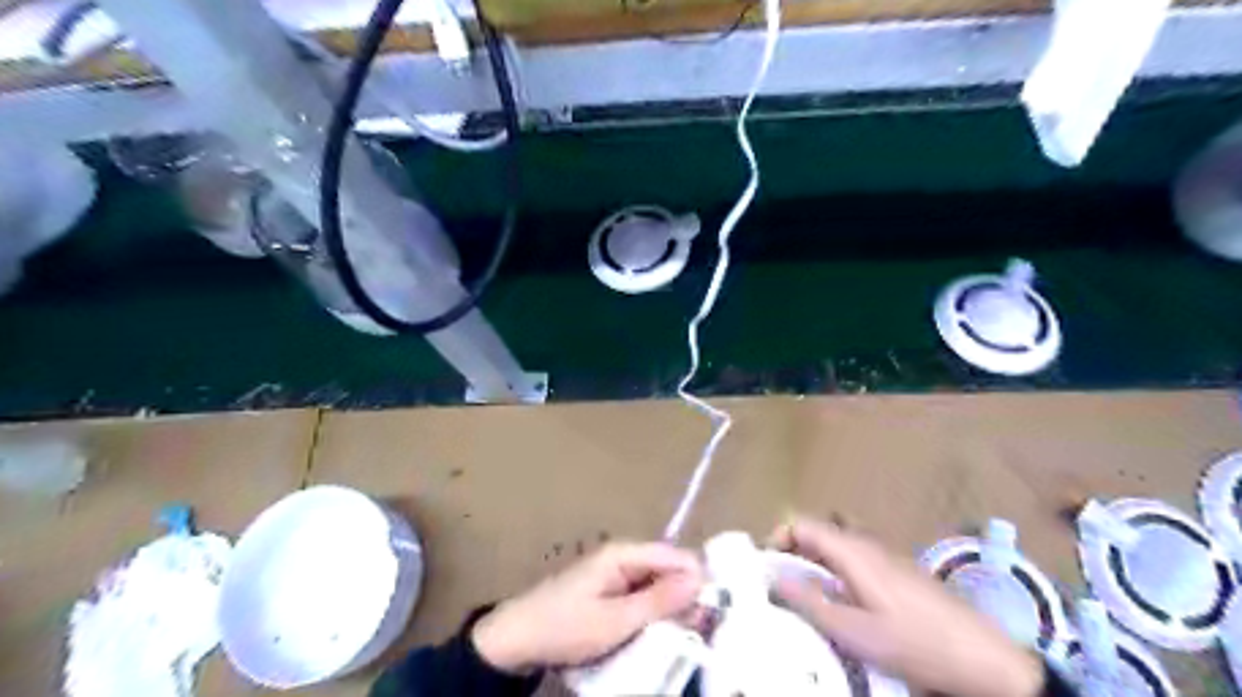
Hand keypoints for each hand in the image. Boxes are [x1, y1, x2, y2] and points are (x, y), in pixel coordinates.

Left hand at [478, 542, 701, 673]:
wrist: (515, 640)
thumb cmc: (565, 627)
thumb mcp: (616, 620)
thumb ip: (659, 600)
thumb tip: (700, 578)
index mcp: (623, 554)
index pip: (675, 556)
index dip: (698, 579)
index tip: (716, 611)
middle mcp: (622, 557)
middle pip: (667, 569)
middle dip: (686, 596)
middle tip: (702, 630)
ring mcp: (613, 574)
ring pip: (655, 585)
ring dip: (669, 608)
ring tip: (685, 635)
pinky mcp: (607, 592)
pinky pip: (640, 597)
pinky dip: (652, 613)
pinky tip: (659, 634)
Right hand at [774, 516, 1038, 695]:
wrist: (986, 659)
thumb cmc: (916, 642)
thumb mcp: (854, 632)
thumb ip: (810, 601)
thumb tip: (773, 576)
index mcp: (852, 550)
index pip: (801, 524)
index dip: (776, 539)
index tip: (764, 568)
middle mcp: (866, 544)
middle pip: (816, 534)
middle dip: (791, 555)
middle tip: (778, 589)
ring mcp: (884, 557)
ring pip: (834, 549)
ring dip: (812, 567)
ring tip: (804, 600)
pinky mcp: (898, 573)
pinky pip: (853, 562)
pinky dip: (834, 576)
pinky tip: (841, 608)